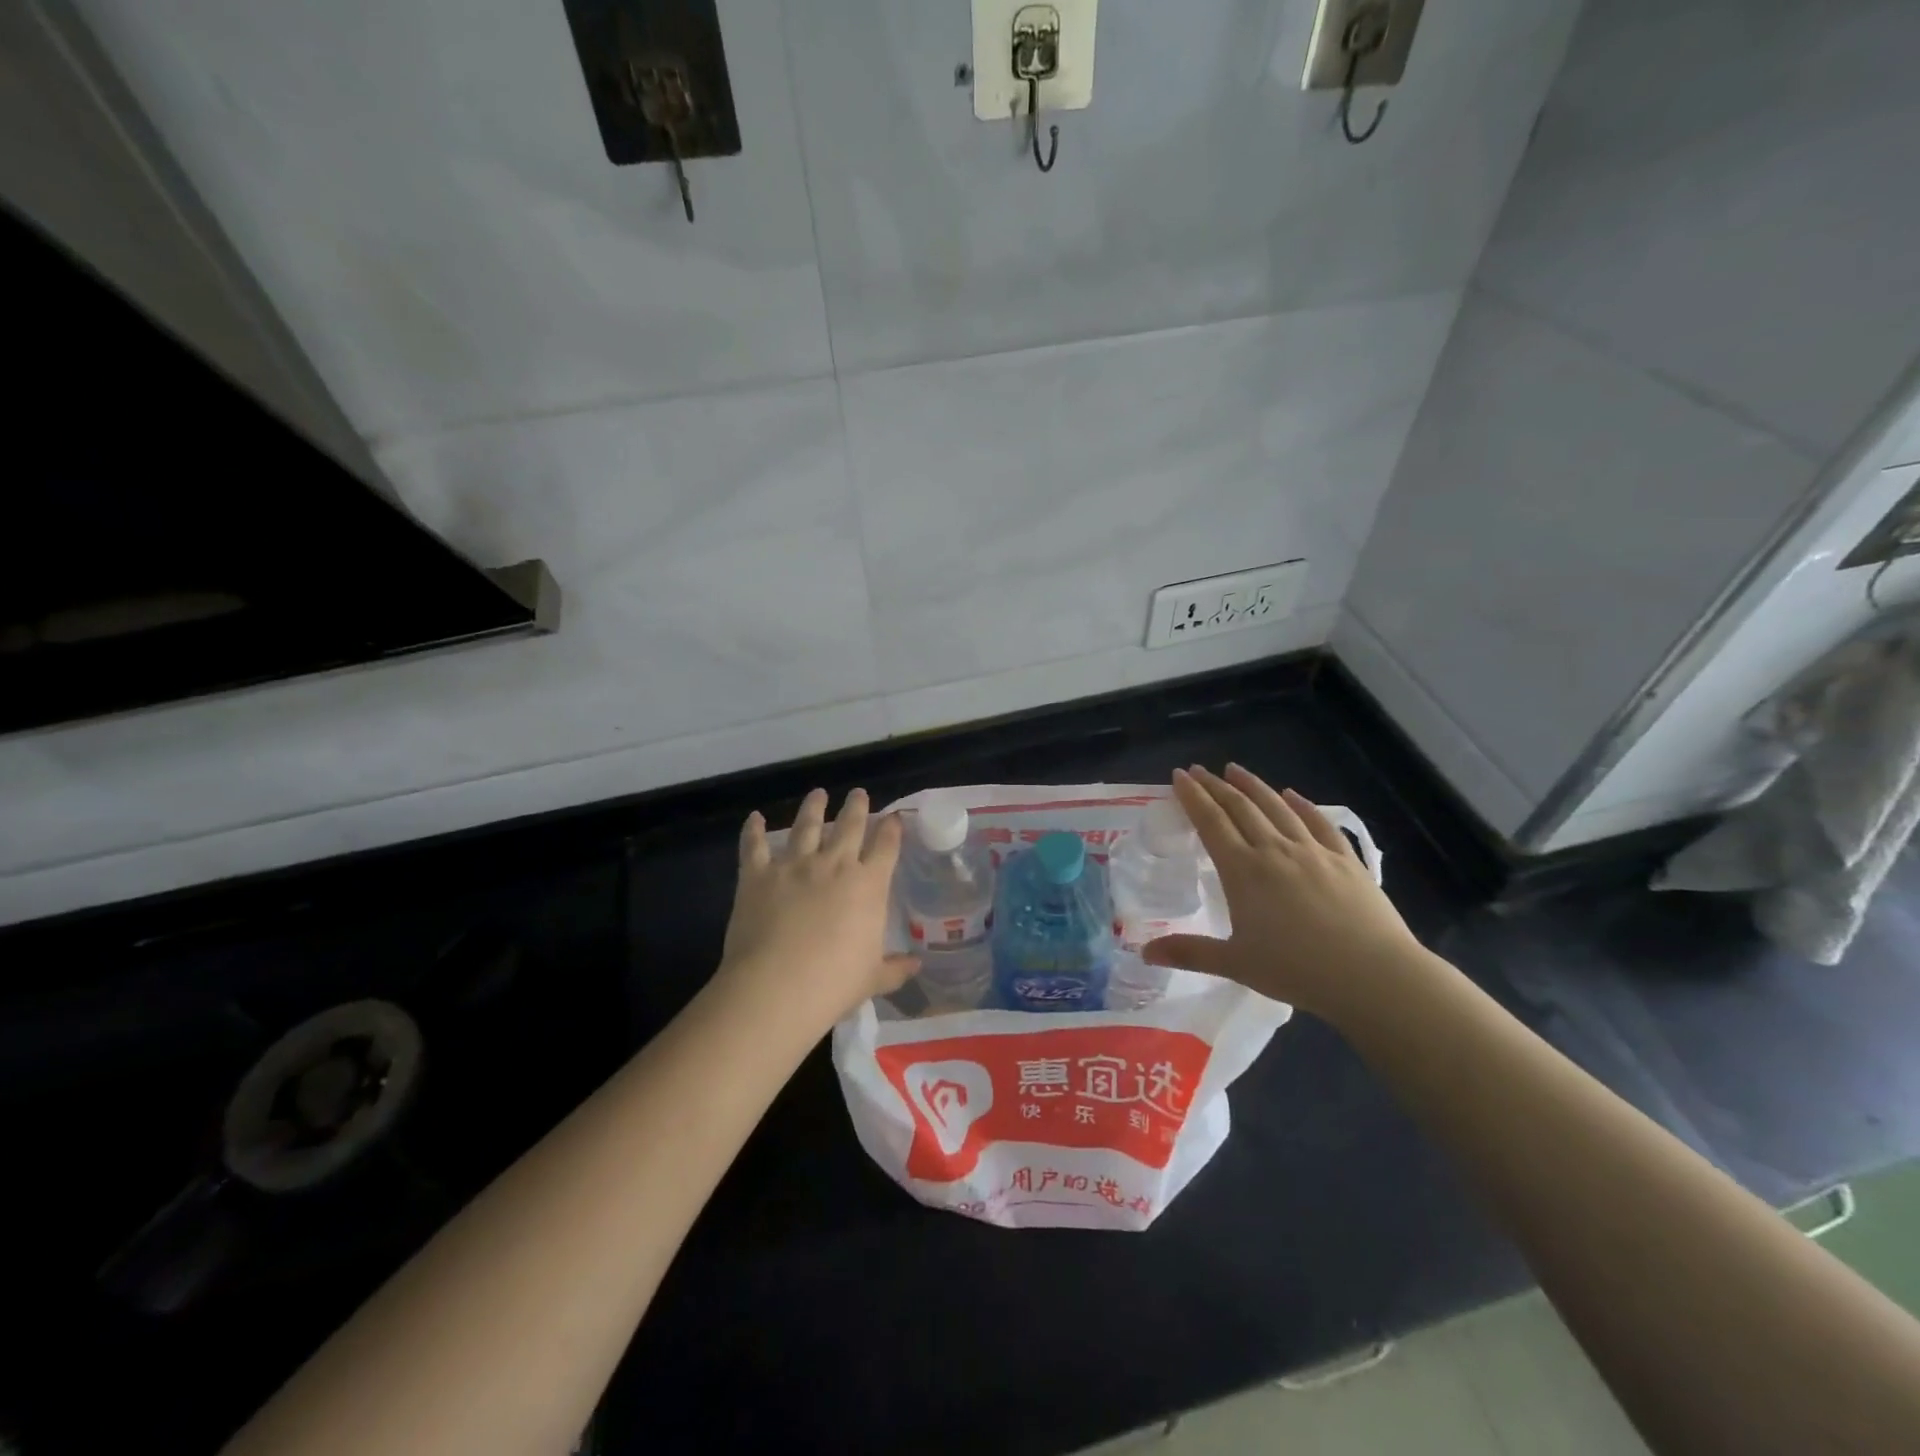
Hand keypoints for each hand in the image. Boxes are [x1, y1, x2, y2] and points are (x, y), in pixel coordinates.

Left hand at [719, 787, 917, 1026]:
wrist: (777, 987)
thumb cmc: (834, 984)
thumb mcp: (872, 979)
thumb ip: (895, 968)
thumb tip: (917, 965)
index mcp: (868, 885)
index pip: (886, 846)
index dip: (892, 828)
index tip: (894, 816)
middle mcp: (834, 865)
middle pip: (850, 826)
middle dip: (856, 807)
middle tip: (858, 793)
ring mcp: (794, 866)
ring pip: (806, 826)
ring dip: (813, 807)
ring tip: (818, 794)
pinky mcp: (757, 875)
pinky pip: (754, 846)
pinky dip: (753, 830)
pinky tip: (755, 818)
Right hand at [1141, 765, 1427, 1027]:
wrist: (1372, 975)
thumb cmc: (1297, 970)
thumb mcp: (1236, 964)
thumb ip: (1190, 952)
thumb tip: (1145, 952)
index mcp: (1243, 871)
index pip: (1211, 822)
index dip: (1193, 797)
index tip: (1179, 776)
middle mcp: (1275, 850)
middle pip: (1240, 807)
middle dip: (1216, 786)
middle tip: (1199, 770)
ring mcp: (1314, 851)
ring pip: (1277, 808)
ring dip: (1254, 786)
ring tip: (1236, 770)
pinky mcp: (1346, 861)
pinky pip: (1319, 823)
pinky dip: (1303, 805)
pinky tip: (1293, 795)